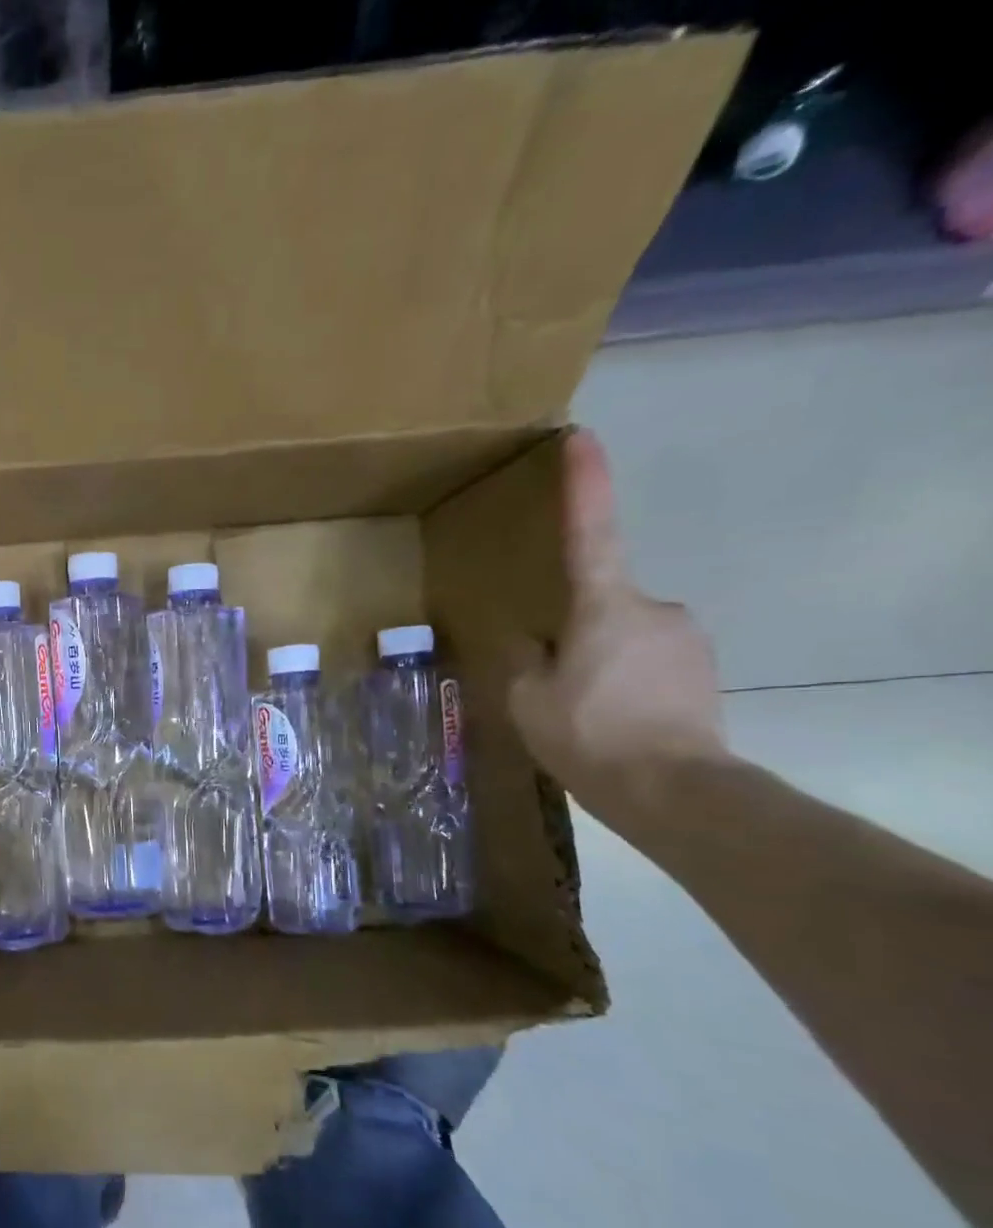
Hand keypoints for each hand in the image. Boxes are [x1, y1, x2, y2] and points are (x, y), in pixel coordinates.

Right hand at [509, 430, 729, 828]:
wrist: (673, 790)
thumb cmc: (587, 733)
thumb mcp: (525, 698)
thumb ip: (523, 659)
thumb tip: (531, 639)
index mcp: (603, 606)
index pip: (590, 533)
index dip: (585, 484)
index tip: (582, 436)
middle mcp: (653, 608)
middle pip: (600, 606)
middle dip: (575, 635)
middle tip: (555, 687)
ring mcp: (686, 639)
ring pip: (625, 638)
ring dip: (600, 664)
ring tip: (584, 714)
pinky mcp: (703, 671)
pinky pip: (649, 664)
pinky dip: (626, 684)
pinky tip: (614, 723)